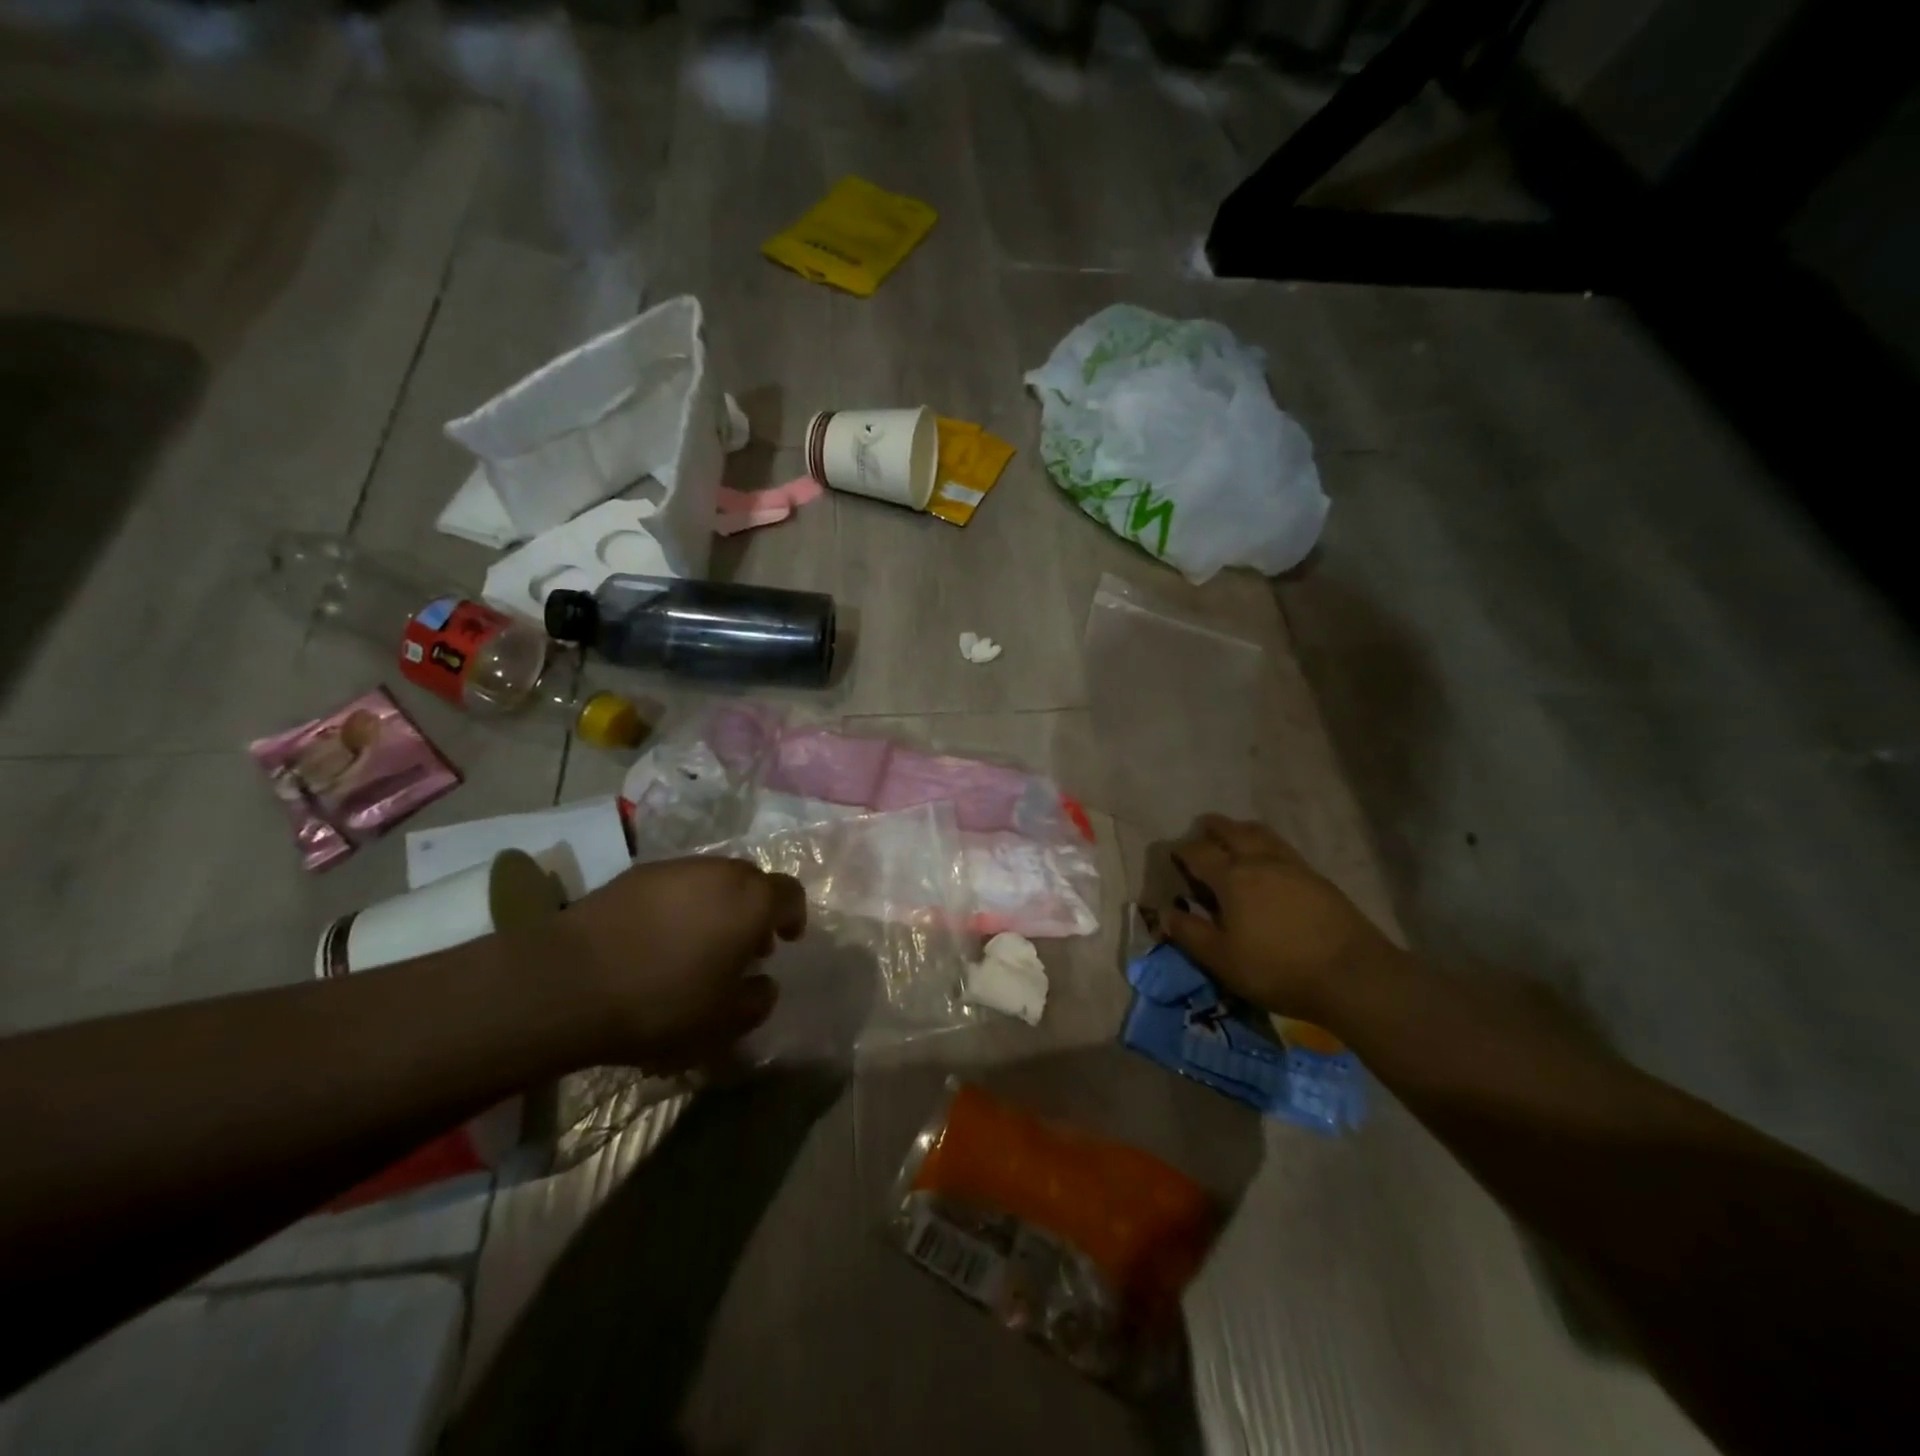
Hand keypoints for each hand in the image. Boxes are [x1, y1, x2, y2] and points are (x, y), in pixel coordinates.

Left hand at [550, 856, 806, 1067]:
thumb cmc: (662, 1002)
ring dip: (715, 905)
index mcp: (751, 901)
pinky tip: (657, 939)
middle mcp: (720, 872)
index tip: (785, 941)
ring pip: (711, 880)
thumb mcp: (723, 1022)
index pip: (790, 893)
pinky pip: (674, 885)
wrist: (569, 981)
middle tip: (742, 946)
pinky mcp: (635, 874)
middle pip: (752, 881)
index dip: (793, 916)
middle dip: (754, 910)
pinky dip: (678, 905)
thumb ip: (757, 1001)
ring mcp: (675, 868)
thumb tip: (764, 984)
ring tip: (697, 943)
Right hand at [1162, 816, 1399, 1023]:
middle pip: (1232, 831)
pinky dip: (1266, 845)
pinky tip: (1269, 861)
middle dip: (1213, 828)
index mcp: (1232, 877)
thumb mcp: (1222, 959)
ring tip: (1235, 836)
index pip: (1198, 852)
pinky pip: (1283, 848)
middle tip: (1202, 830)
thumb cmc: (1277, 968)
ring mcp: (1292, 866)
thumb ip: (1190, 933)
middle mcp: (1260, 861)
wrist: (1352, 975)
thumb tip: (1164, 912)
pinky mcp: (1317, 878)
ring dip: (1242, 830)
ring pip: (1261, 834)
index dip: (1181, 851)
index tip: (1172, 855)